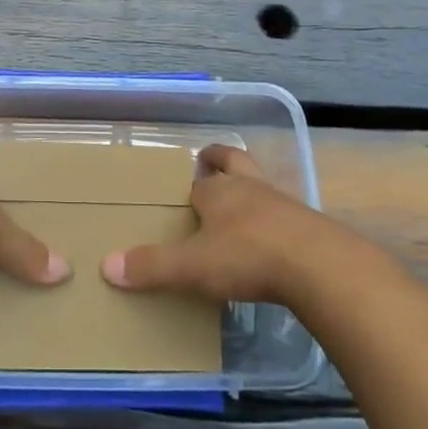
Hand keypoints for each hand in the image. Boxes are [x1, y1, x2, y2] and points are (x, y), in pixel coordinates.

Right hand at [99, 145, 339, 305]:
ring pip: (263, 187)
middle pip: (236, 161)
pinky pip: (287, 217)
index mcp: (220, 191)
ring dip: (252, 192)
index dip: (192, 184)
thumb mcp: (193, 267)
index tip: (185, 191)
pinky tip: (272, 246)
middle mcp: (251, 189)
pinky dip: (276, 224)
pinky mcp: (311, 228)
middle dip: (222, 160)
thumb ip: (152, 267)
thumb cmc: (248, 257)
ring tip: (241, 212)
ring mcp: (285, 205)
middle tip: (210, 163)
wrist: (321, 268)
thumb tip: (106, 266)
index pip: (200, 180)